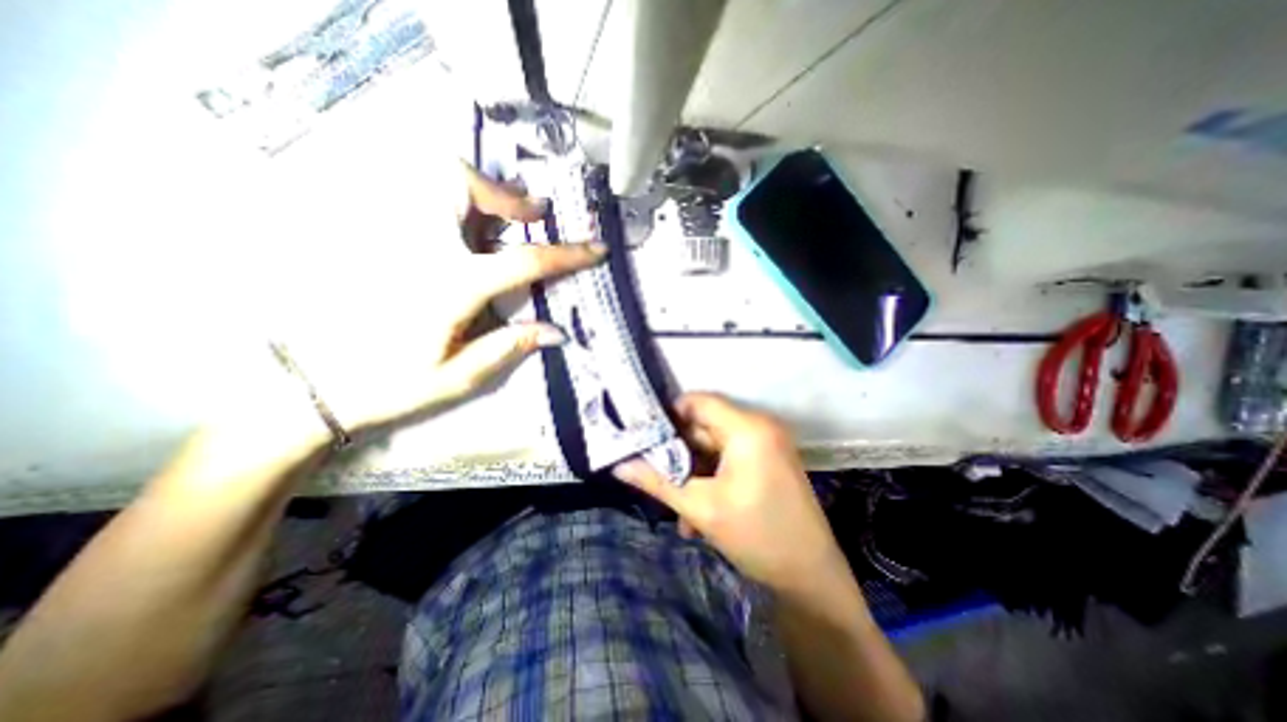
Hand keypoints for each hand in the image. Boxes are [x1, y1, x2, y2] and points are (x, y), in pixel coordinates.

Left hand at [269, 160, 608, 438]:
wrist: (312, 385)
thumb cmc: (391, 385)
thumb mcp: (459, 377)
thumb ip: (510, 347)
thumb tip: (557, 332)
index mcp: (451, 286)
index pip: (523, 260)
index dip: (567, 254)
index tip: (596, 248)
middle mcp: (422, 249)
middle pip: (461, 185)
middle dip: (503, 193)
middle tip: (531, 215)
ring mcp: (393, 239)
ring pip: (433, 182)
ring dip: (478, 192)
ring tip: (503, 217)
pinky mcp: (376, 240)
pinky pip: (419, 202)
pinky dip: (452, 205)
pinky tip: (467, 231)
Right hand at [614, 396, 851, 591]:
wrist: (811, 577)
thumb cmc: (757, 537)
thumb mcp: (700, 508)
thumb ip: (657, 481)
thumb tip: (619, 466)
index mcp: (747, 428)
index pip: (697, 402)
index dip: (668, 416)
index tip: (645, 437)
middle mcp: (759, 426)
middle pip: (704, 427)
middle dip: (678, 454)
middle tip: (656, 477)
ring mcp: (766, 443)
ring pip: (714, 447)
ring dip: (693, 474)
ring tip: (678, 509)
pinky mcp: (768, 459)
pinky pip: (729, 459)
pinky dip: (711, 479)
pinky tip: (698, 513)